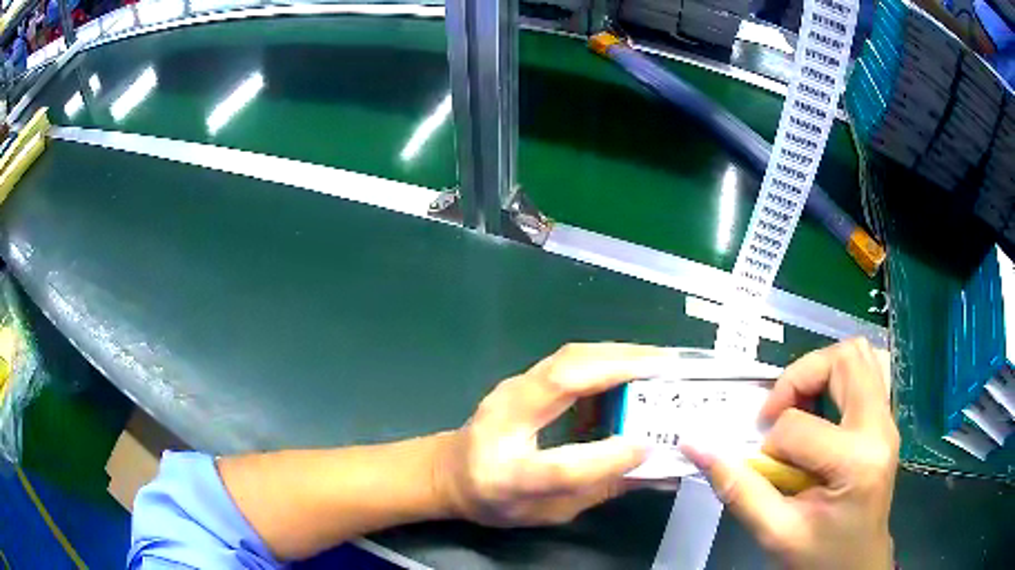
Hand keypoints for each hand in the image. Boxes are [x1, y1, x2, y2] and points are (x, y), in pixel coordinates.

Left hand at [435, 343, 672, 526]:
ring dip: (618, 354)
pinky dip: (606, 357)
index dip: (606, 457)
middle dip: (621, 367)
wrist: (449, 471)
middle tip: (669, 367)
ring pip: (568, 358)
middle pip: (562, 380)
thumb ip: (602, 490)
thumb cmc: (496, 501)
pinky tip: (631, 366)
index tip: (649, 446)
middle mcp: (503, 422)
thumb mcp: (548, 512)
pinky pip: (568, 359)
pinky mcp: (521, 378)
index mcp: (505, 475)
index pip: (558, 467)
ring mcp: (509, 391)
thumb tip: (659, 473)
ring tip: (660, 362)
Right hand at [683, 338, 898, 569]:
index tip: (763, 467)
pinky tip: (821, 411)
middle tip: (777, 413)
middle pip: (845, 360)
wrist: (858, 564)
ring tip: (799, 407)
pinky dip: (838, 378)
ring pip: (860, 356)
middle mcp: (880, 428)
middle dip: (800, 377)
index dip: (770, 443)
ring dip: (821, 371)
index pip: (800, 426)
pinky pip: (867, 372)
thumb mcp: (776, 533)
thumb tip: (696, 448)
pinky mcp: (885, 421)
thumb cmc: (821, 556)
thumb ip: (738, 490)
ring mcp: (887, 421)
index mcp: (856, 461)